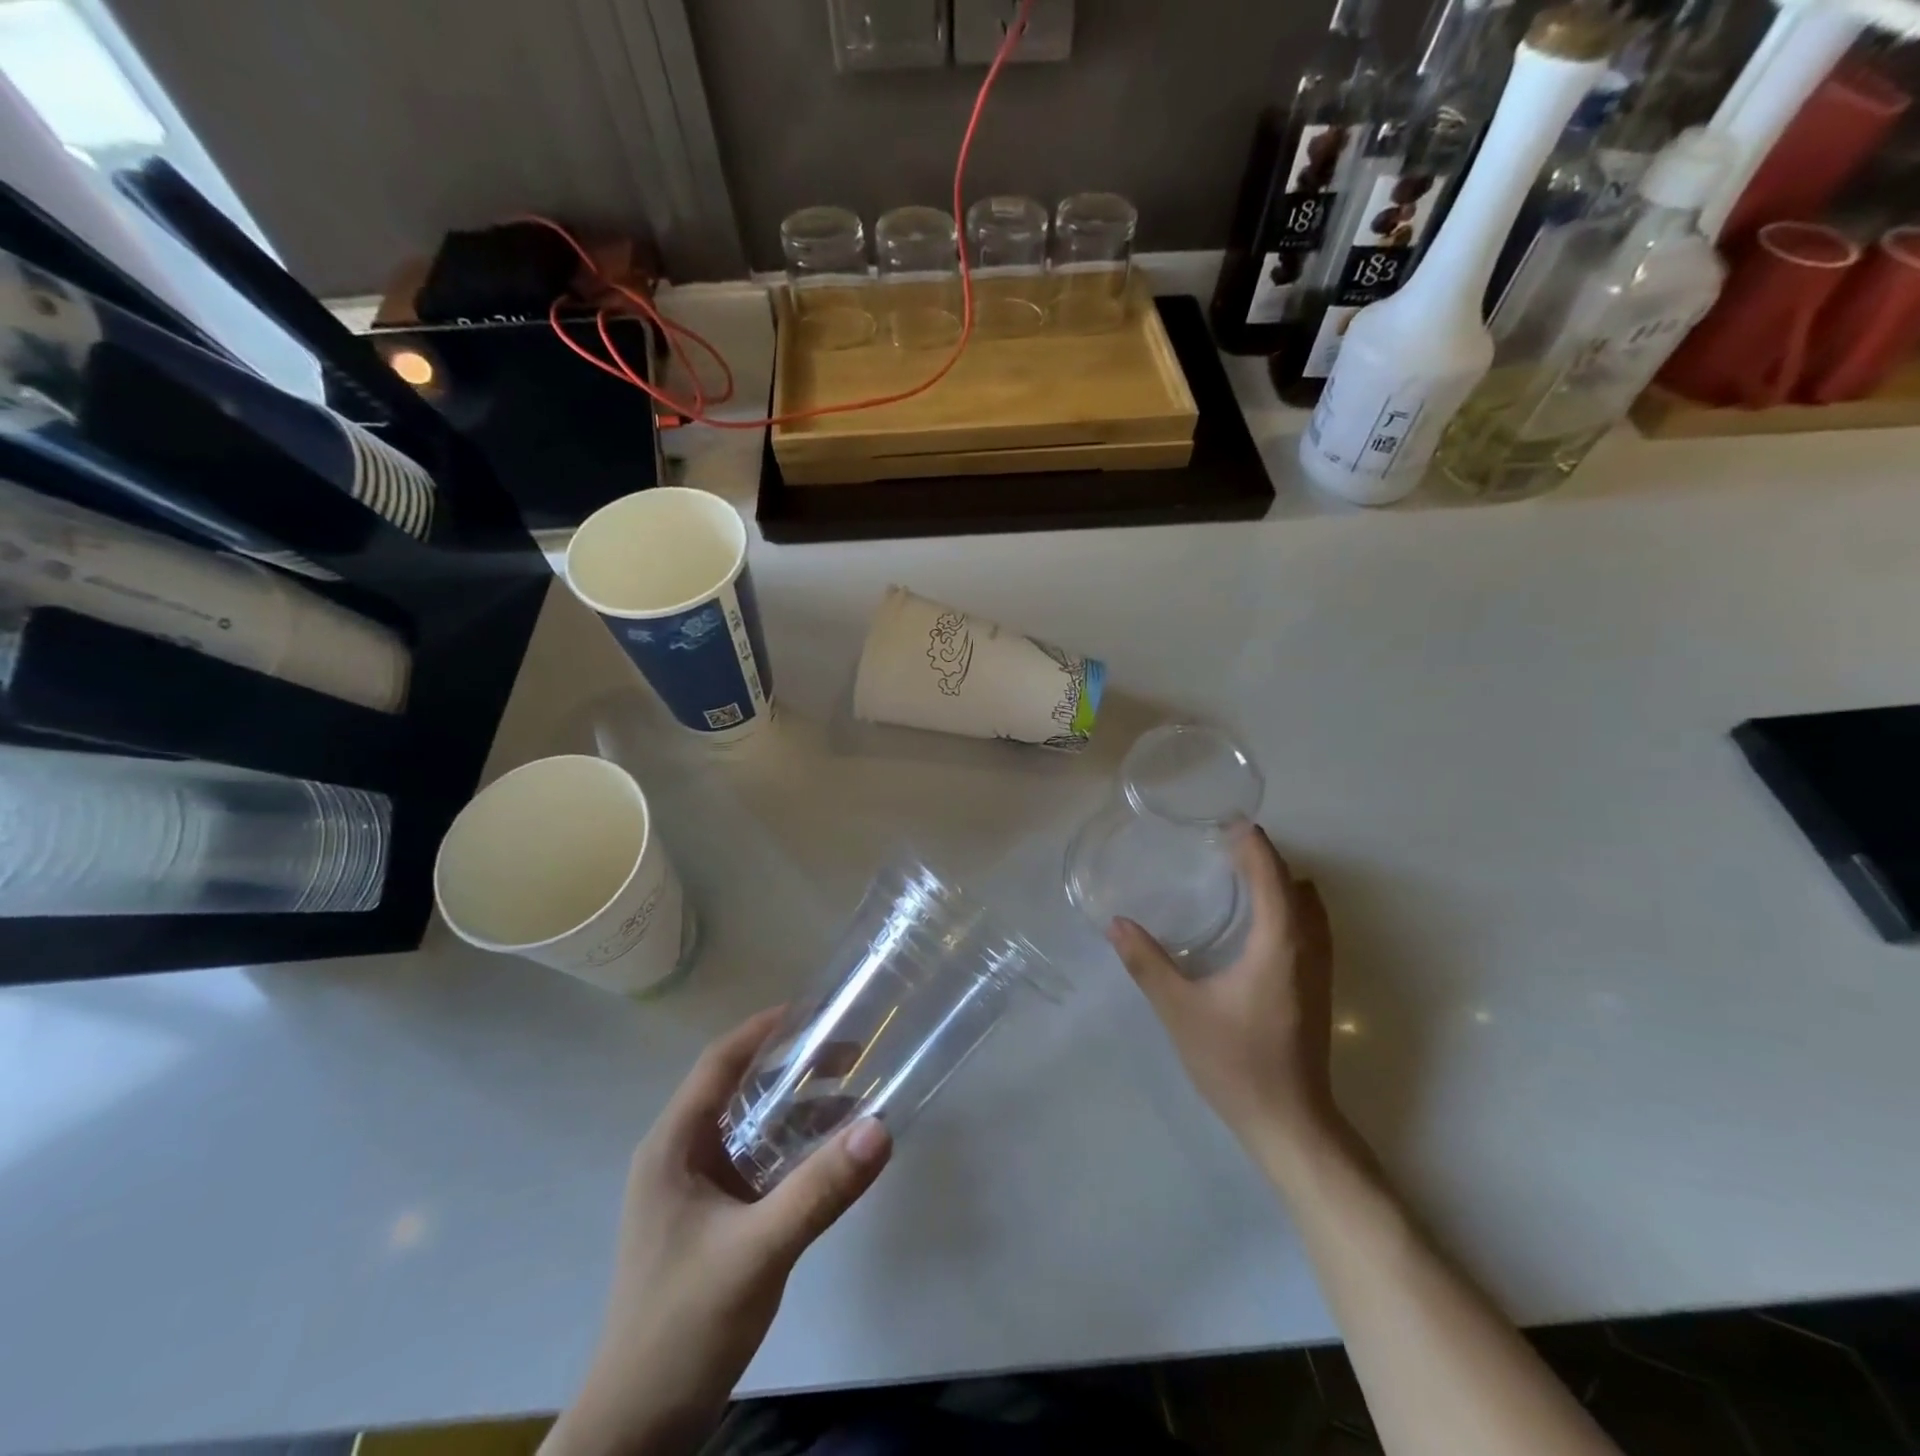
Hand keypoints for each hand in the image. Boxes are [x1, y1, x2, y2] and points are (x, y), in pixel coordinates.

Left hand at [544, 1009, 892, 1455]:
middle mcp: (680, 1156)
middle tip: (849, 1053)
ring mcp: (694, 1190)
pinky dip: (793, 1149)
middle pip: (738, 1089)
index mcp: (673, 1145)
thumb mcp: (757, 1251)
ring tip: (852, 1095)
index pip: (719, 1063)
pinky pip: (757, 1164)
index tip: (815, 1011)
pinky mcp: (712, 1220)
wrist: (639, 1428)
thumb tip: (881, 1128)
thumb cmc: (682, 1326)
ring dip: (796, 1109)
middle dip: (792, 1067)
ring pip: (750, 1127)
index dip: (764, 1030)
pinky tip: (829, 1155)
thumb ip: (818, 1190)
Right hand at [1108, 826, 1338, 1158]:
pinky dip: (1290, 906)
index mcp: (1278, 944)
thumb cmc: (1236, 1063)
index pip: (1271, 876)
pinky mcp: (1318, 988)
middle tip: (1224, 844)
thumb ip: (1147, 963)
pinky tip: (1259, 920)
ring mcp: (1319, 969)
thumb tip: (1116, 923)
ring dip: (1281, 881)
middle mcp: (1307, 948)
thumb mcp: (1180, 1010)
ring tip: (1241, 872)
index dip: (1253, 844)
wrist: (1290, 1123)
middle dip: (1264, 857)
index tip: (1227, 821)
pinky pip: (1311, 927)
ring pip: (1309, 907)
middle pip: (1294, 885)